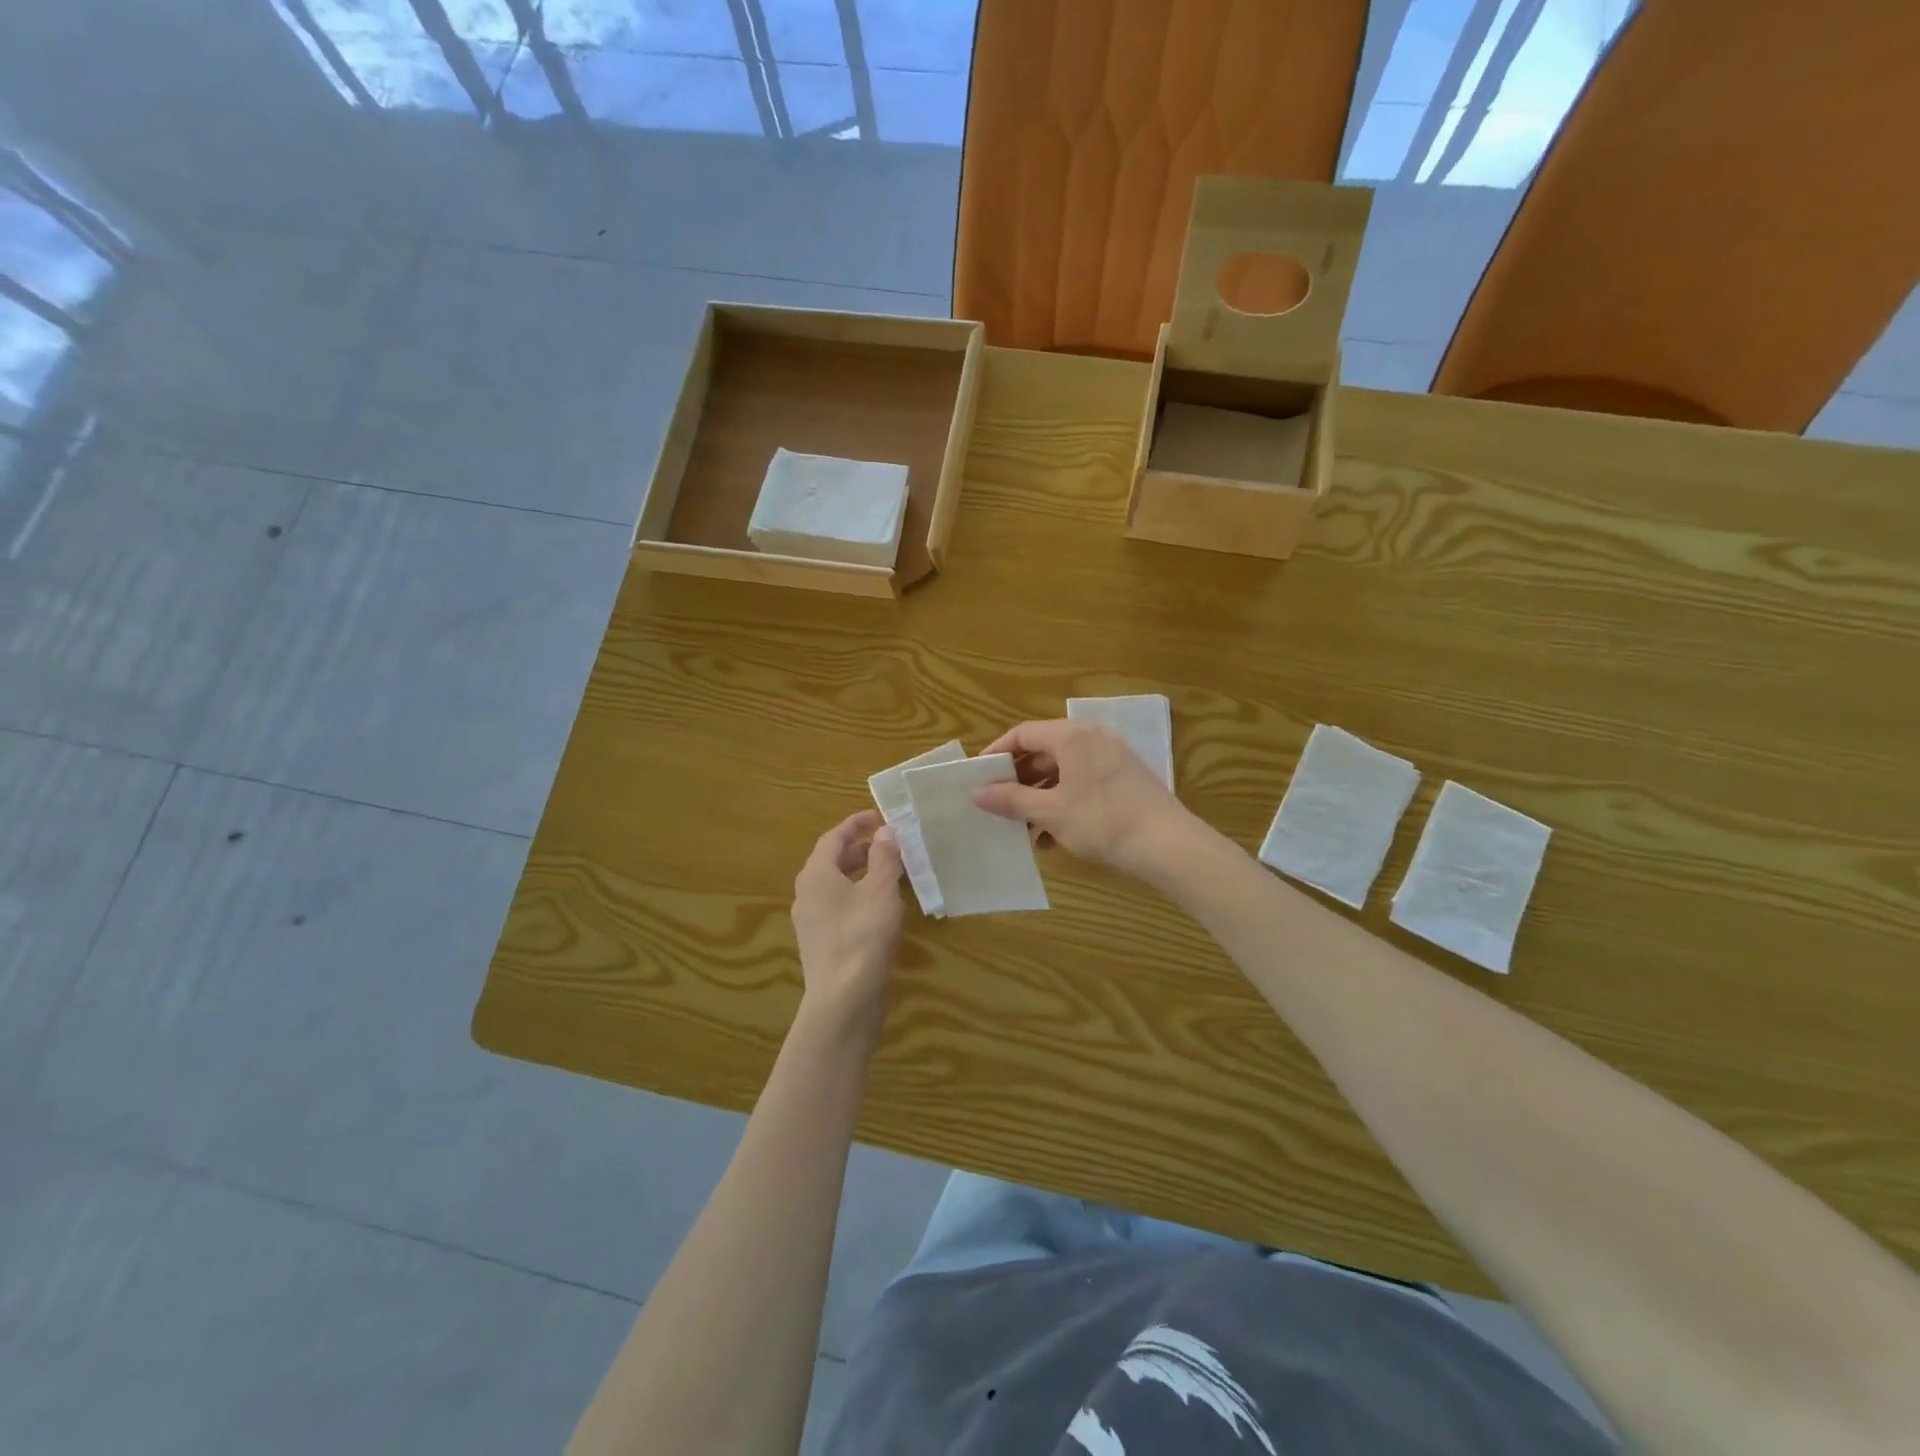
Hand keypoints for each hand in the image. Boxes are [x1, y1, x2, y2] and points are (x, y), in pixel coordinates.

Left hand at [791, 809, 904, 1035]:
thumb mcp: (880, 890)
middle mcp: (807, 894)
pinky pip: (840, 908)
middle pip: (832, 861)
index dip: (855, 824)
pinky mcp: (822, 944)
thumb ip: (884, 857)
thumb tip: (886, 831)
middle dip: (860, 849)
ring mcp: (812, 922)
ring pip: (836, 886)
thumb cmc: (862, 935)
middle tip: (888, 845)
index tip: (877, 817)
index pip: (832, 838)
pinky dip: (859, 897)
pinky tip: (882, 908)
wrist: (843, 1000)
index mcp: (816, 875)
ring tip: (891, 873)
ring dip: (861, 874)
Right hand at [973, 720, 1193, 880]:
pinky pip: (1084, 783)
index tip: (978, 776)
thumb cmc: (1101, 821)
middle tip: (998, 805)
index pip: (1023, 734)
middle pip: (1044, 751)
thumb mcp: (1050, 812)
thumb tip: (978, 792)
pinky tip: (1054, 837)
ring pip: (1064, 771)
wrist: (1167, 844)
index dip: (996, 753)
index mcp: (1071, 737)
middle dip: (1019, 780)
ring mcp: (1113, 758)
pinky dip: (1065, 802)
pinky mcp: (1126, 779)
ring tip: (1024, 828)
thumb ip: (1011, 799)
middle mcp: (1093, 738)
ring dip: (1041, 797)